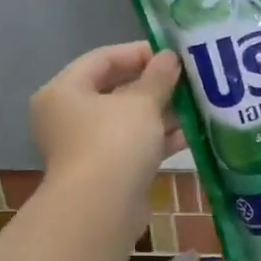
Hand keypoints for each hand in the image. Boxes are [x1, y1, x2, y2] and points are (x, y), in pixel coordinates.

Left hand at [30, 42, 183, 182]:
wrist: (101, 208)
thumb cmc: (114, 142)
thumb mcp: (142, 103)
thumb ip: (158, 77)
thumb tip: (170, 57)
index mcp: (64, 91)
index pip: (102, 58)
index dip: (138, 52)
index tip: (171, 55)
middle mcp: (69, 116)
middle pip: (115, 89)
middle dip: (154, 84)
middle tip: (187, 78)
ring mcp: (87, 146)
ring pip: (128, 120)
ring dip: (161, 112)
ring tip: (195, 103)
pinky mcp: (107, 170)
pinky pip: (135, 145)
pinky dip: (158, 137)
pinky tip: (191, 133)